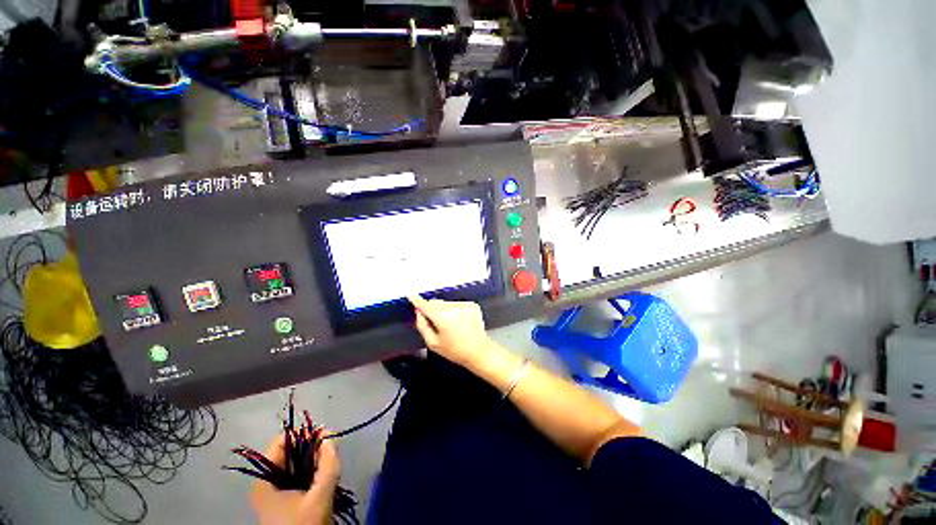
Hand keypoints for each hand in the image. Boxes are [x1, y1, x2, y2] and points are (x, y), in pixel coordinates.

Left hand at [250, 432, 340, 524]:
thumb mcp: (319, 496)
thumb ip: (328, 464)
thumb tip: (330, 435)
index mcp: (265, 480)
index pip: (283, 441)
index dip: (305, 435)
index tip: (326, 437)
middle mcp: (266, 482)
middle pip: (291, 453)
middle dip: (313, 451)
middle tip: (331, 457)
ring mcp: (274, 493)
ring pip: (297, 465)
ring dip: (316, 464)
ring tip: (329, 470)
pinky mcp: (284, 501)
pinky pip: (299, 477)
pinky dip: (313, 475)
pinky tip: (323, 482)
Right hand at [408, 295, 496, 366]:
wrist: (478, 351)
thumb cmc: (454, 350)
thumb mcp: (433, 343)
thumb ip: (422, 326)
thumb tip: (418, 312)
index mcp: (442, 318)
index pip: (426, 305)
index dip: (418, 301)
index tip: (412, 296)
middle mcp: (453, 308)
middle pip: (436, 303)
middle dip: (433, 309)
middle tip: (437, 323)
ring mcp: (464, 305)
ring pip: (447, 303)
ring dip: (445, 310)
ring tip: (451, 325)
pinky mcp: (472, 305)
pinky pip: (458, 304)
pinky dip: (456, 310)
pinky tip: (460, 322)